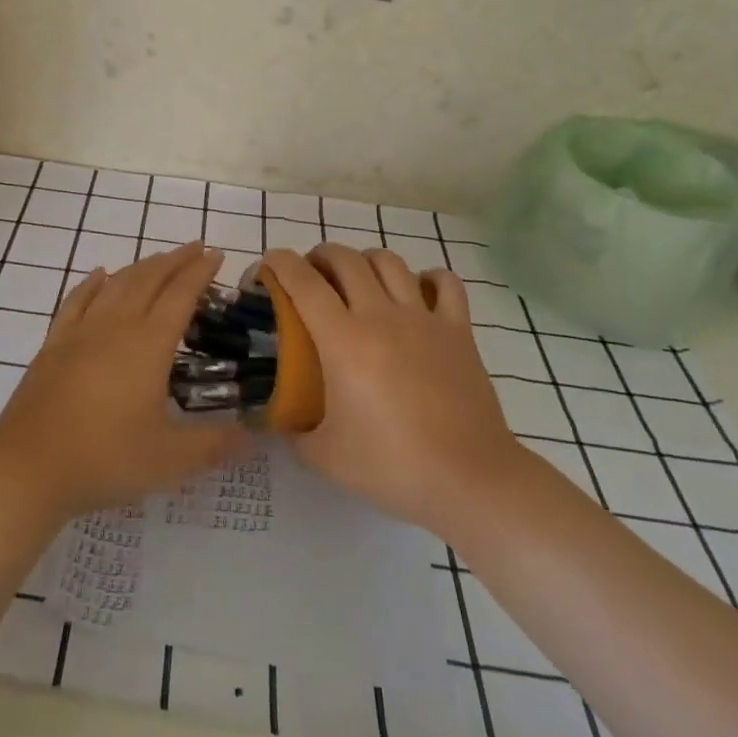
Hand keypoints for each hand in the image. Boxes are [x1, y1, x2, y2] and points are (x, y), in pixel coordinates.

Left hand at [0, 243, 249, 521]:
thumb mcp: (168, 461)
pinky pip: (77, 300)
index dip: (200, 273)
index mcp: (148, 345)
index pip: (180, 296)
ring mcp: (81, 332)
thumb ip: (213, 445)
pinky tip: (100, 275)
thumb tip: (253, 437)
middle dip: (175, 260)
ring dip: (141, 266)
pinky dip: (92, 283)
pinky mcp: (54, 344)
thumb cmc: (104, 459)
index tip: (215, 254)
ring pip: (116, 284)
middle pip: (149, 280)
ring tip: (159, 259)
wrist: (28, 467)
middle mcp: (116, 326)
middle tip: (195, 247)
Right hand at [260, 245, 520, 537]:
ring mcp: (423, 318)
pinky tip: (418, 291)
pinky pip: (445, 283)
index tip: (267, 266)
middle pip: (345, 259)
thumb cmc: (393, 466)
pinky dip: (428, 278)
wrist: (470, 480)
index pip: (303, 282)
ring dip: (365, 261)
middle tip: (311, 276)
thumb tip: (277, 422)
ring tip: (359, 280)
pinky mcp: (458, 330)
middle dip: (320, 256)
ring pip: (389, 261)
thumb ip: (294, 433)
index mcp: (343, 340)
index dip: (279, 263)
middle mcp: (380, 315)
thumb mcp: (325, 458)